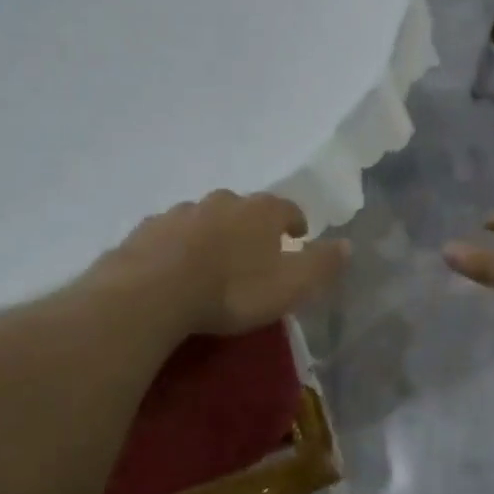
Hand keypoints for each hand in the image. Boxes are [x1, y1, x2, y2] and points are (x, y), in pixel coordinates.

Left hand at [93, 190, 348, 336]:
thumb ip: (321, 265)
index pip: (286, 208)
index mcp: (259, 211)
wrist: (152, 292)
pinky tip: (175, 268)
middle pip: (243, 208)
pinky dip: (178, 246)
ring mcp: (180, 212)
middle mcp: (221, 201)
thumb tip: (347, 244)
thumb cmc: (232, 290)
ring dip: (213, 234)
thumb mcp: (290, 286)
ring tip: (213, 262)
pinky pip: (171, 234)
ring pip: (204, 218)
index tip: (297, 235)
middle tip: (254, 253)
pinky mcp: (146, 230)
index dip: (294, 221)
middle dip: (251, 226)